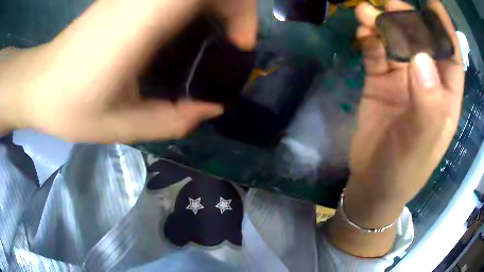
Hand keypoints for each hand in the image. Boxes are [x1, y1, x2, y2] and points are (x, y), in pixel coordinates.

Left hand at [0, 0, 256, 142]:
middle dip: (234, 6)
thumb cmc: (70, 107)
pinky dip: (193, 5)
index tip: (240, 44)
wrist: (39, 84)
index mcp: (139, 23)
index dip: (239, 8)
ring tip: (214, 37)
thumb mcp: (121, 126)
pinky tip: (184, 31)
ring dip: (214, 5)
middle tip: (233, 41)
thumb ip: (171, 120)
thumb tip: (211, 108)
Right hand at [327, 0, 463, 256]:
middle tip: (390, 5)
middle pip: (422, 42)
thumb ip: (427, 107)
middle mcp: (427, 84)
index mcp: (445, 99)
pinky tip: (362, 32)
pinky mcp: (380, 82)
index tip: (433, 3)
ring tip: (366, 14)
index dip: (445, 28)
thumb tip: (421, 59)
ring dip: (383, 25)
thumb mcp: (419, 147)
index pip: (452, 57)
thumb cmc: (402, 172)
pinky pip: (376, 53)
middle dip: (409, 20)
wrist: (371, 184)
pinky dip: (369, 39)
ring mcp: (403, 81)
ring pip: (396, 43)